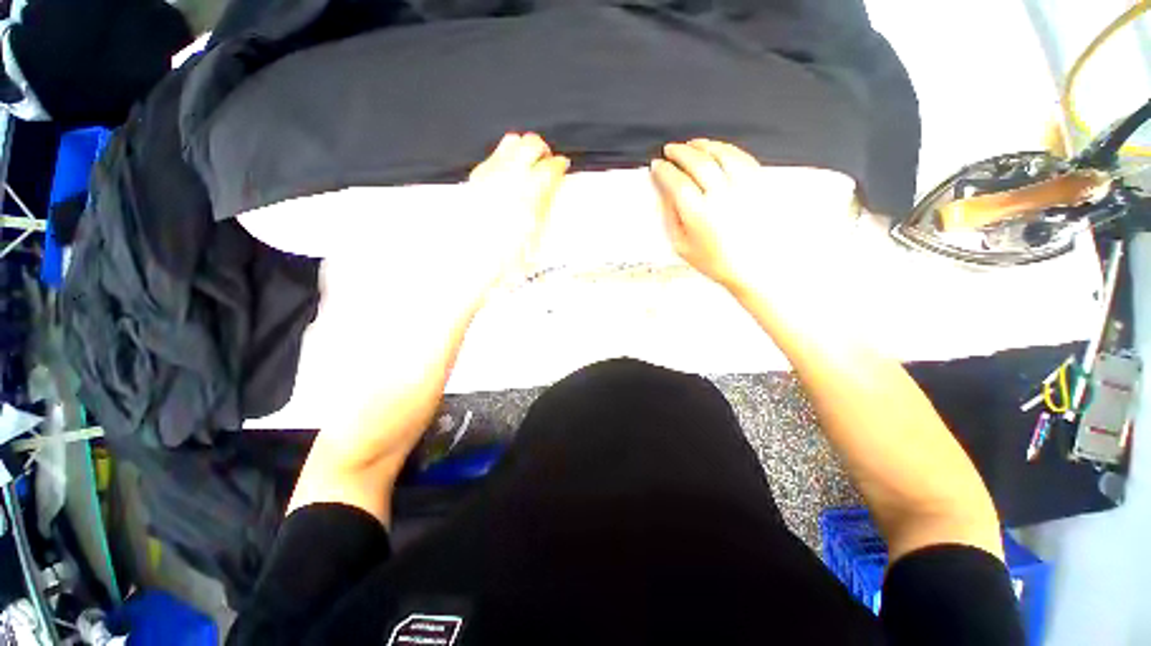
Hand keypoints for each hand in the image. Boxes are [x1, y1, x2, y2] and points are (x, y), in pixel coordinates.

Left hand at [462, 132, 568, 302]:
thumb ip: (545, 201)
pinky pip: (495, 155)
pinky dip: (506, 158)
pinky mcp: (478, 175)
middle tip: (546, 161)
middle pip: (532, 144)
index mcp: (530, 191)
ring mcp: (491, 172)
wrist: (476, 257)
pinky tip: (508, 174)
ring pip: (512, 141)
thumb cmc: (510, 252)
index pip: (551, 166)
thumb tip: (552, 184)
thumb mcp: (537, 229)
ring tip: (527, 163)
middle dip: (543, 150)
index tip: (562, 168)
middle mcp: (511, 174)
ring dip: (524, 149)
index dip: (560, 165)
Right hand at [650, 139, 856, 300]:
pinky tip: (718, 149)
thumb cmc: (715, 261)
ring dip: (702, 145)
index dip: (664, 170)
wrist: (752, 268)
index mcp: (698, 214)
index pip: (676, 182)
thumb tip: (664, 192)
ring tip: (692, 144)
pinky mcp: (759, 185)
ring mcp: (742, 188)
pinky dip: (726, 149)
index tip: (657, 165)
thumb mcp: (681, 246)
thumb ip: (670, 217)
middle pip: (697, 162)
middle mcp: (721, 196)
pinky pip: (742, 157)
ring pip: (721, 154)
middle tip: (670, 149)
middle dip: (680, 152)